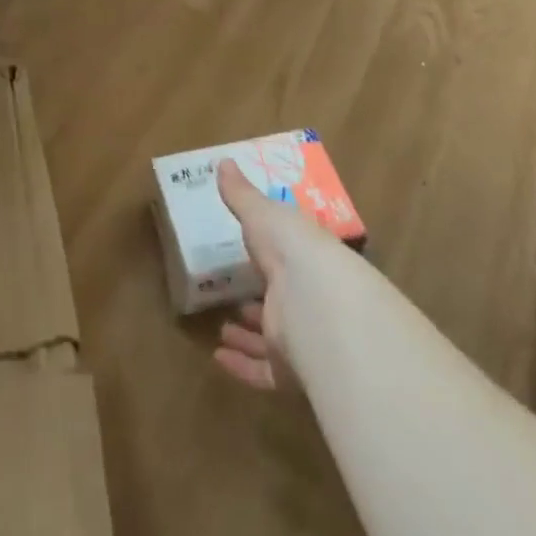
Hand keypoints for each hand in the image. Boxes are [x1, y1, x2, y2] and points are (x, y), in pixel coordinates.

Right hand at [212, 156, 339, 390]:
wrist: (317, 304)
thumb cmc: (292, 249)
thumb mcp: (263, 213)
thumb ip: (242, 194)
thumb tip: (223, 161)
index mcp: (306, 259)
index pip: (292, 258)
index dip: (273, 256)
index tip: (250, 253)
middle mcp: (308, 298)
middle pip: (284, 302)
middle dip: (259, 300)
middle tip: (235, 298)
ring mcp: (301, 337)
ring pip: (273, 340)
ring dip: (248, 335)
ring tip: (223, 327)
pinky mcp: (291, 371)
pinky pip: (264, 373)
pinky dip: (242, 367)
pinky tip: (219, 357)